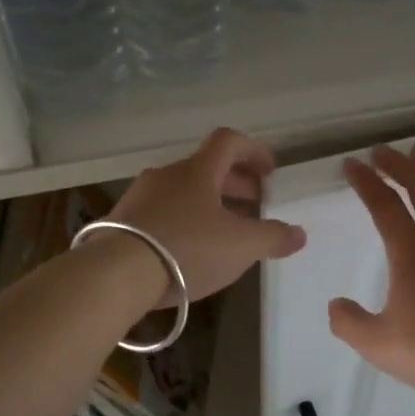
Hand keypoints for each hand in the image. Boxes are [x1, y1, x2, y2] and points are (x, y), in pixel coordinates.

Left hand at [109, 127, 306, 305]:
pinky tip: (192, 249)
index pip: (229, 141)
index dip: (253, 151)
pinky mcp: (122, 222)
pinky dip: (185, 220)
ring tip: (226, 230)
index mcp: (197, 170)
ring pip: (183, 191)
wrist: (116, 274)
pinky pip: (163, 212)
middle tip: (255, 203)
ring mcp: (140, 197)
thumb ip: (273, 237)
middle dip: (235, 183)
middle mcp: (167, 175)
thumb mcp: (241, 246)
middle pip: (206, 168)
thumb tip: (298, 234)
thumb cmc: (187, 248)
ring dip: (209, 203)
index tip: (270, 171)